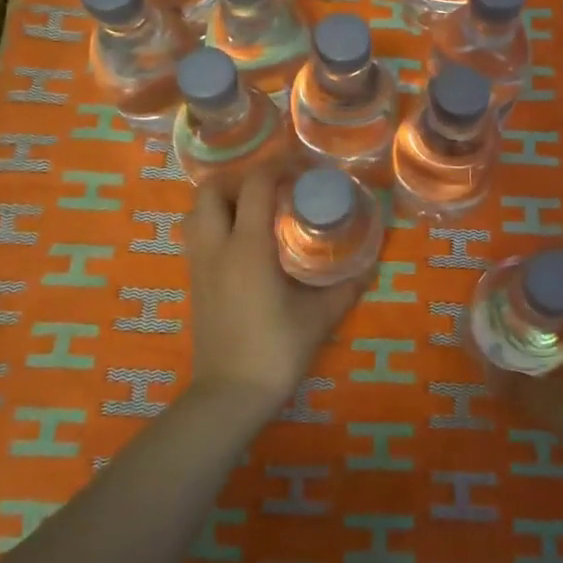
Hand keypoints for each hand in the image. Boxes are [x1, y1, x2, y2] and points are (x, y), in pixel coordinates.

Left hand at [184, 165, 365, 415]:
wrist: (230, 394)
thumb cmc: (276, 351)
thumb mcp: (319, 317)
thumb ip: (345, 287)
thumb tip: (369, 265)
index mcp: (247, 248)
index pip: (254, 185)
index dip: (278, 168)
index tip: (302, 171)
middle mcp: (216, 247)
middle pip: (210, 189)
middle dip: (241, 179)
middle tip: (273, 190)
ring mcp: (198, 264)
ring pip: (196, 211)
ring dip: (223, 200)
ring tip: (255, 211)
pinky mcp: (193, 282)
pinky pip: (196, 235)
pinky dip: (215, 223)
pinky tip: (243, 242)